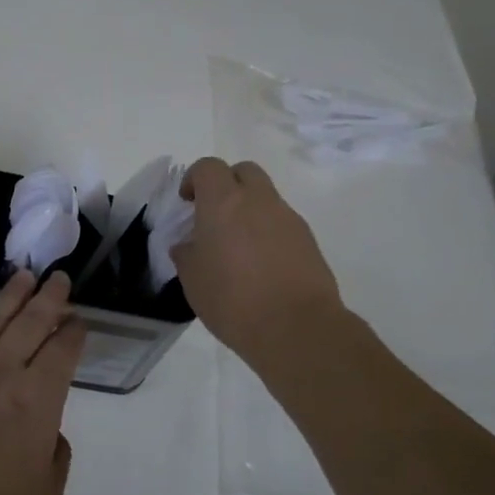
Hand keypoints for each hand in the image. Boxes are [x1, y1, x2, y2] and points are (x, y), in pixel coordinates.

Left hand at [0, 270, 85, 494]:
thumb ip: (57, 457)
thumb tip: (49, 433)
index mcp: (38, 399)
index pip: (62, 351)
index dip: (74, 332)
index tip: (78, 320)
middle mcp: (3, 372)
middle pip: (32, 322)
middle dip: (50, 297)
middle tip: (59, 277)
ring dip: (12, 296)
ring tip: (24, 277)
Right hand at [172, 158, 341, 363]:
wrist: (296, 327)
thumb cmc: (233, 300)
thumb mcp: (193, 280)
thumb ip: (187, 254)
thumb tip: (188, 245)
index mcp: (223, 202)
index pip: (208, 167)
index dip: (194, 179)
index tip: (187, 203)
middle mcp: (259, 200)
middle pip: (244, 171)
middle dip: (227, 184)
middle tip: (215, 215)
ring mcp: (288, 218)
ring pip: (266, 197)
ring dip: (250, 210)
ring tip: (238, 247)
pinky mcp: (308, 240)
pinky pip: (282, 223)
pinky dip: (269, 232)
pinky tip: (262, 265)